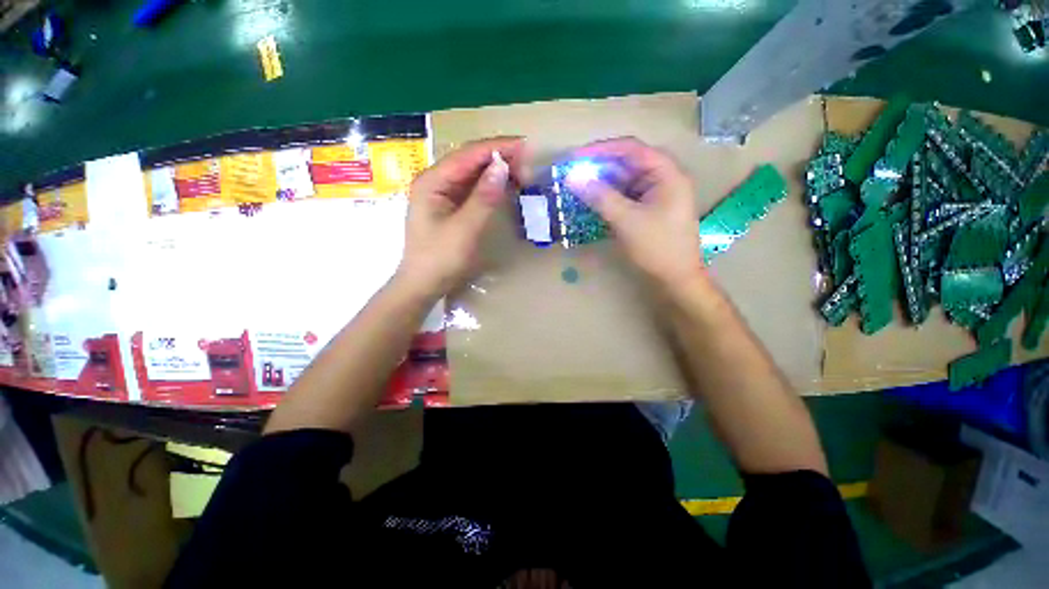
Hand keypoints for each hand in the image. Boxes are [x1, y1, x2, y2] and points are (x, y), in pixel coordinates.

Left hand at [397, 137, 527, 296]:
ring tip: (522, 172)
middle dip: (499, 157)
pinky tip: (504, 185)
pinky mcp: (449, 206)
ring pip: (472, 173)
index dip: (497, 147)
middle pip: (470, 160)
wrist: (424, 284)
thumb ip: (484, 197)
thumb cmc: (441, 258)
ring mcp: (441, 193)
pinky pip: (472, 188)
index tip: (525, 146)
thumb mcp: (465, 229)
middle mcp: (435, 181)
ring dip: (496, 170)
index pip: (468, 154)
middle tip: (527, 164)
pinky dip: (490, 185)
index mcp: (432, 181)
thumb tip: (502, 166)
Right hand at [566, 137, 703, 286]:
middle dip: (599, 168)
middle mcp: (663, 178)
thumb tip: (572, 177)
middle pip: (627, 163)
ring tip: (578, 188)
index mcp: (666, 173)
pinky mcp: (649, 209)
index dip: (601, 149)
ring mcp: (656, 194)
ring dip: (602, 184)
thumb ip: (599, 196)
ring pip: (625, 181)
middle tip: (573, 174)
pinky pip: (626, 196)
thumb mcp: (626, 220)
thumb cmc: (656, 247)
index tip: (576, 157)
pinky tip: (592, 202)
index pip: (630, 149)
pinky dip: (609, 198)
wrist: (676, 278)